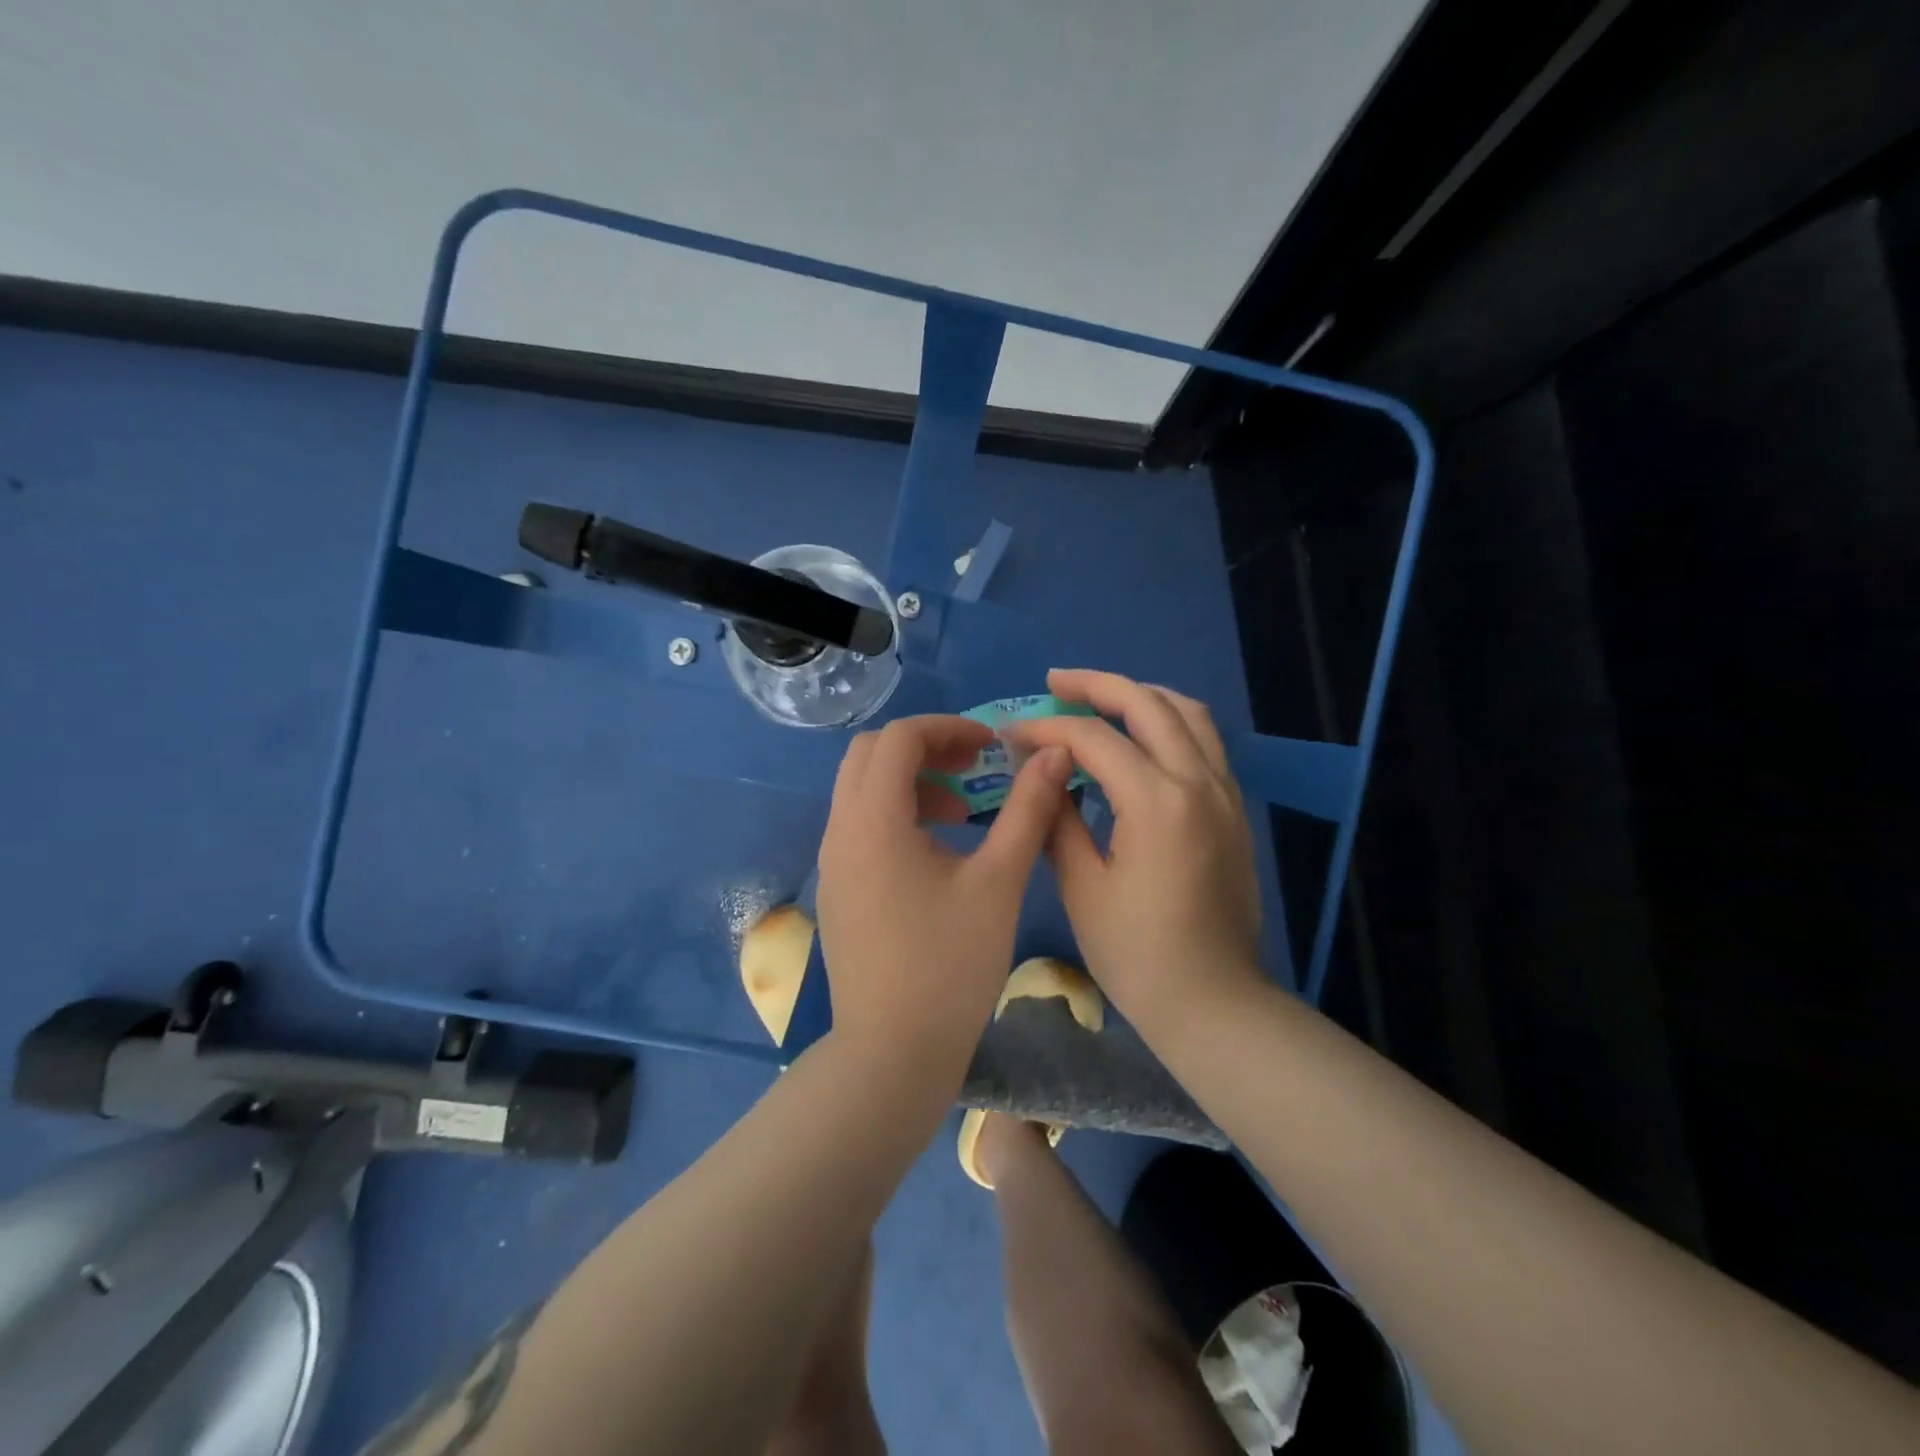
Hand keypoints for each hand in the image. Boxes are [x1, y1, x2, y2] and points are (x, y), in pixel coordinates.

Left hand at [815, 715, 1073, 1072]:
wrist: (893, 1053)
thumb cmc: (950, 965)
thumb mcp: (998, 882)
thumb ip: (1027, 810)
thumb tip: (1053, 755)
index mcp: (873, 820)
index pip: (900, 737)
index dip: (949, 727)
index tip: (992, 746)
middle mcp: (840, 830)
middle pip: (871, 754)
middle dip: (925, 747)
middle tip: (974, 766)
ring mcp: (832, 861)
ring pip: (862, 789)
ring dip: (910, 781)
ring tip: (963, 809)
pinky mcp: (838, 888)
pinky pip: (860, 824)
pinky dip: (896, 813)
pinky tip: (938, 849)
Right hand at [1006, 669, 1264, 1031]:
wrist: (1213, 1000)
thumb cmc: (1136, 953)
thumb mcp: (1081, 886)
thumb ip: (1058, 818)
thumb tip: (1043, 774)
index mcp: (1155, 802)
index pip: (1093, 738)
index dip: (1046, 728)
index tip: (1011, 734)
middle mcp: (1197, 781)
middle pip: (1147, 703)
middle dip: (1096, 685)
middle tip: (1055, 682)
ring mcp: (1224, 792)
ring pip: (1188, 712)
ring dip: (1141, 694)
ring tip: (1101, 697)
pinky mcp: (1234, 808)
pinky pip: (1205, 741)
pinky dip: (1170, 721)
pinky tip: (1142, 736)